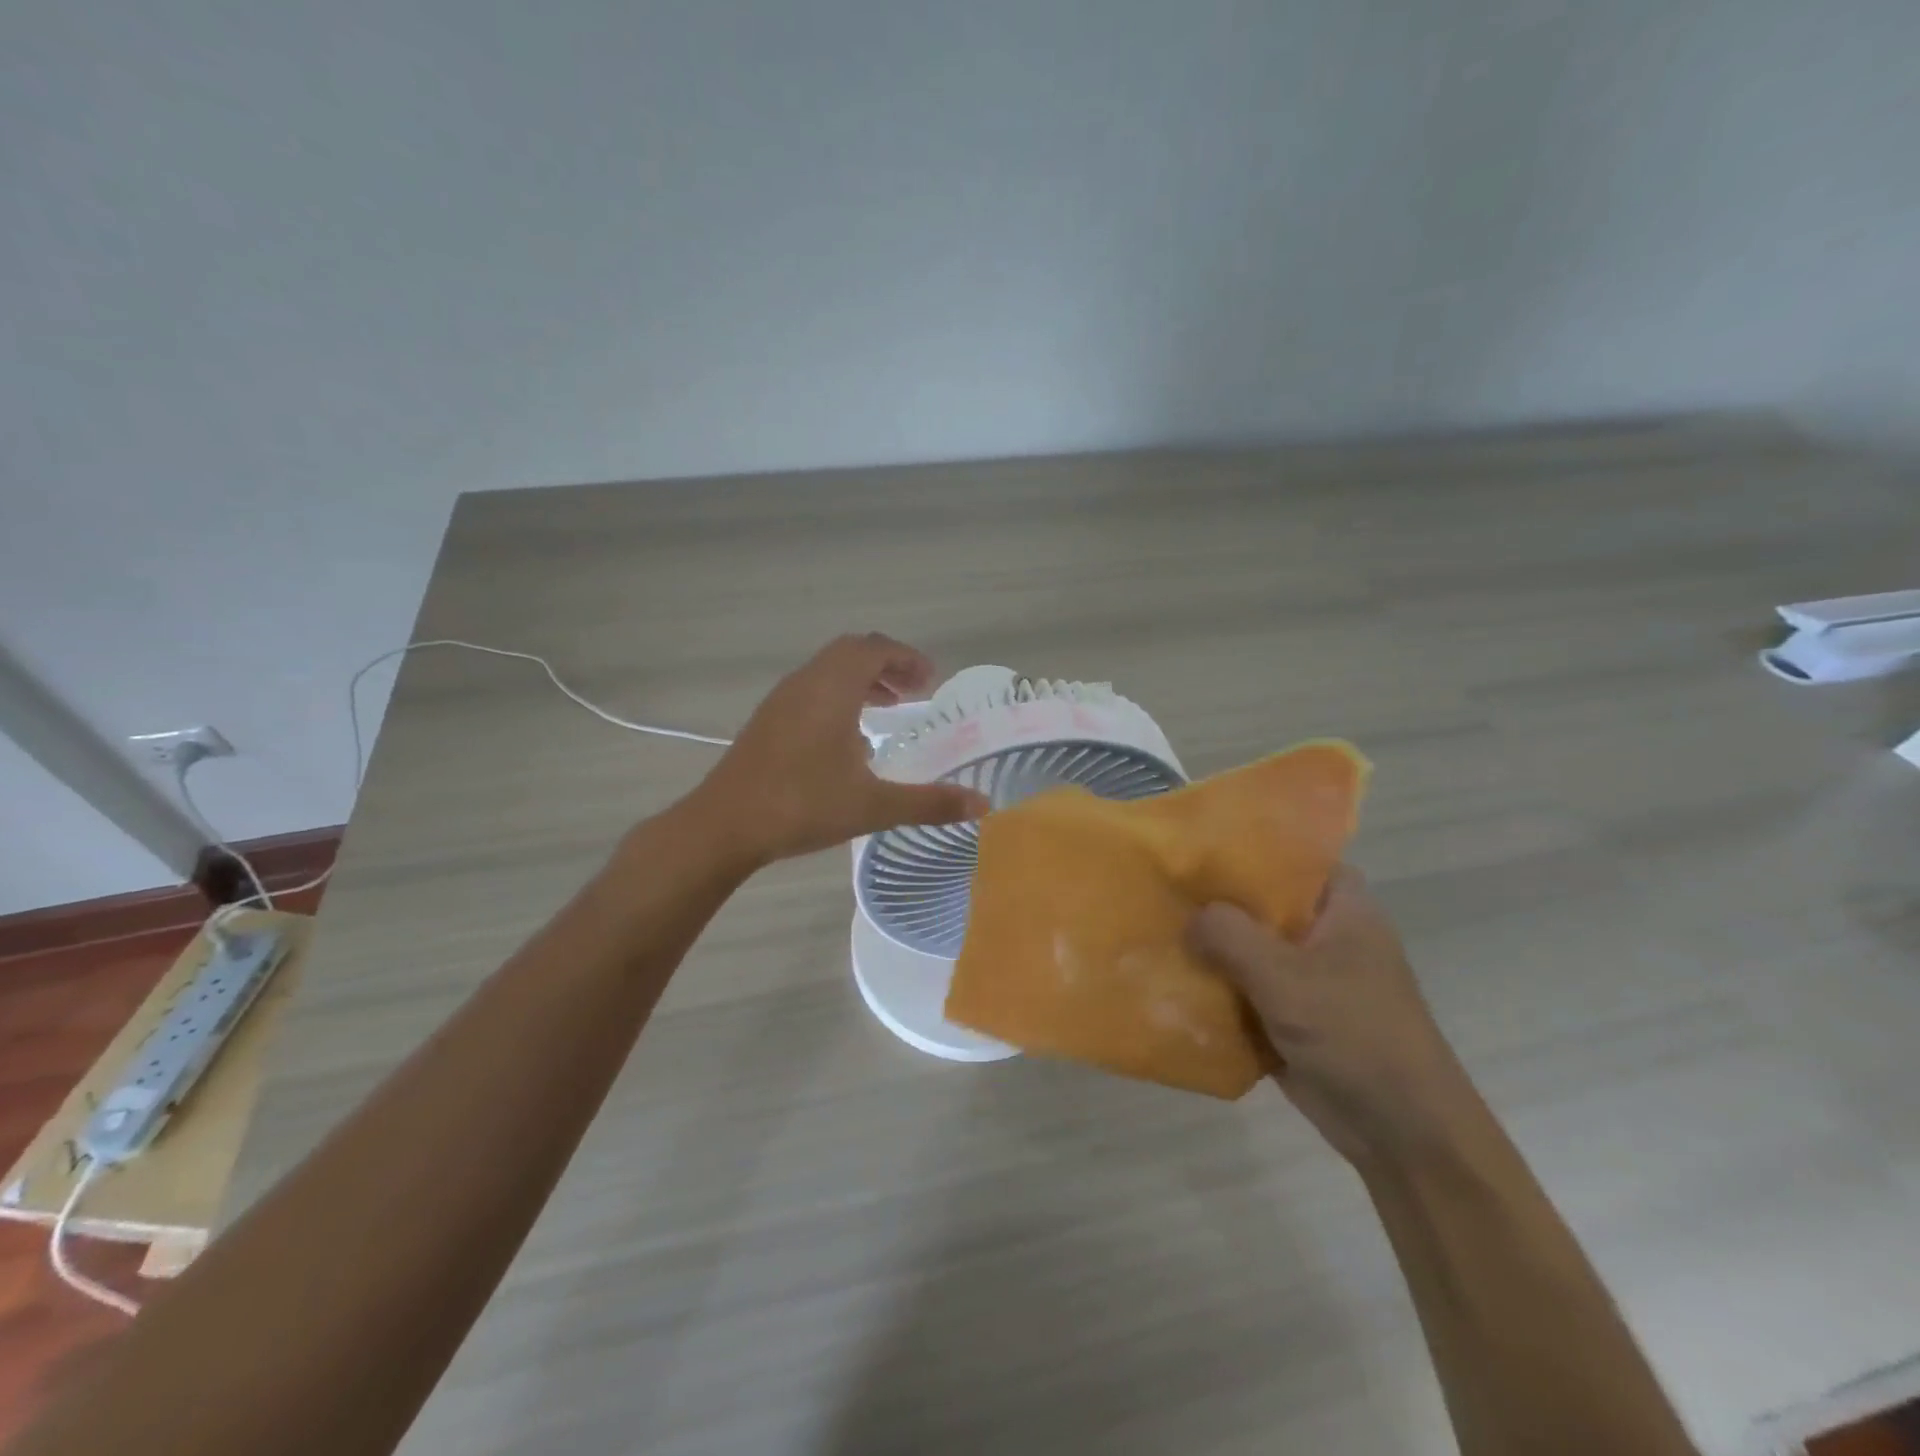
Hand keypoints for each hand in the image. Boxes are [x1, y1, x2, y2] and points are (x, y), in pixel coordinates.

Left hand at [689, 633, 990, 868]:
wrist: (723, 825)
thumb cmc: (801, 806)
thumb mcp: (873, 805)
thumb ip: (930, 803)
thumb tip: (983, 804)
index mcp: (832, 689)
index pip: (874, 649)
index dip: (907, 658)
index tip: (931, 680)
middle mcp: (806, 683)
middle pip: (851, 652)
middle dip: (888, 665)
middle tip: (915, 692)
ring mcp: (782, 700)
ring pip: (828, 670)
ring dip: (862, 680)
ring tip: (888, 708)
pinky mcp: (768, 720)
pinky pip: (812, 689)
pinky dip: (839, 696)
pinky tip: (848, 737)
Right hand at [1188, 867, 1476, 1165]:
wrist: (1403, 1134)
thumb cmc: (1356, 1036)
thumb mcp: (1287, 978)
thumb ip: (1230, 936)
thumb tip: (1189, 917)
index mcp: (1342, 907)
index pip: (1291, 856)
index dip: (1246, 847)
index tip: (1195, 845)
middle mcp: (1324, 933)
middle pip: (1261, 902)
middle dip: (1214, 900)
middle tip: (1161, 886)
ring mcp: (1307, 976)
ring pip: (1248, 947)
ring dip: (1208, 947)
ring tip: (1152, 928)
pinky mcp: (1291, 1014)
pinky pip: (1244, 988)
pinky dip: (1215, 986)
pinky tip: (1169, 978)